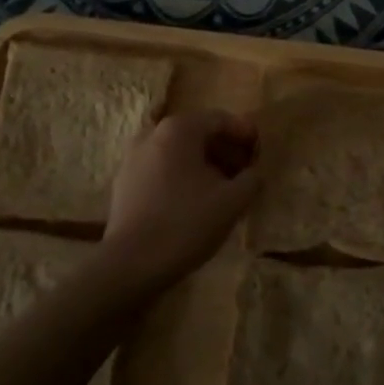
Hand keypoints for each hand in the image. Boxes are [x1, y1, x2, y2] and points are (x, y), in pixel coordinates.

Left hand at [101, 109, 260, 290]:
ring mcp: (133, 158)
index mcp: (178, 129)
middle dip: (224, 150)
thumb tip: (253, 173)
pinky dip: (181, 178)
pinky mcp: (123, 184)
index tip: (260, 151)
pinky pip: (161, 170)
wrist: (130, 265)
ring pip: (178, 153)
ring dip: (203, 165)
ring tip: (222, 189)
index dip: (244, 133)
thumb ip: (251, 179)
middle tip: (245, 171)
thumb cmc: (186, 223)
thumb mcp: (232, 201)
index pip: (220, 119)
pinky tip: (193, 203)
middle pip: (197, 134)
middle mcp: (152, 134)